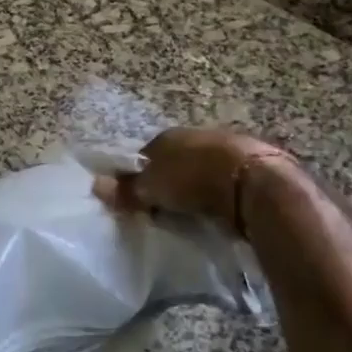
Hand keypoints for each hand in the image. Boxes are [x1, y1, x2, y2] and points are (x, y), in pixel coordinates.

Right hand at [97, 125, 287, 226]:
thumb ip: (127, 188)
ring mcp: (227, 151)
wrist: (255, 183)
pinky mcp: (252, 171)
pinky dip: (218, 198)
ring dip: (195, 190)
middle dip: (168, 183)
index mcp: (170, 135)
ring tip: (188, 216)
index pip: (145, 154)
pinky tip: (215, 215)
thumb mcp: (153, 186)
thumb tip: (96, 185)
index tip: (135, 200)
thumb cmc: (194, 178)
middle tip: (160, 210)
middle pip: (175, 162)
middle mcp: (197, 136)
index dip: (138, 176)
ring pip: (201, 172)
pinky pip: (224, 186)